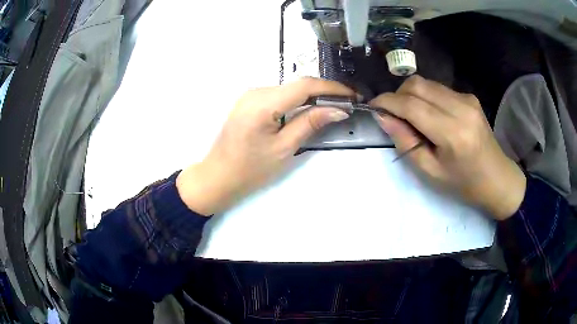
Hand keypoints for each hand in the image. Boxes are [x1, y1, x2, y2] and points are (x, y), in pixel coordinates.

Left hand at [176, 78, 353, 215]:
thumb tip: (338, 109)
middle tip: (346, 103)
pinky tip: (309, 109)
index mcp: (263, 103)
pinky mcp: (249, 101)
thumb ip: (310, 123)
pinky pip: (279, 95)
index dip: (332, 87)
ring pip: (289, 89)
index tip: (352, 95)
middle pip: (297, 84)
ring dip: (312, 95)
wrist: (218, 176)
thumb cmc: (250, 169)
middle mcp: (256, 91)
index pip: (305, 85)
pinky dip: (297, 100)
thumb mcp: (284, 148)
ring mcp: (251, 95)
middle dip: (324, 91)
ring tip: (332, 106)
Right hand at [370, 75, 525, 219]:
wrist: (497, 178)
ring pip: (426, 83)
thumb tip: (383, 117)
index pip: (411, 105)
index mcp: (452, 133)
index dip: (387, 102)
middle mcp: (461, 107)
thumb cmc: (464, 183)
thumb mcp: (430, 172)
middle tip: (394, 115)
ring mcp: (467, 98)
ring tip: (412, 118)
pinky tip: (431, 115)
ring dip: (411, 95)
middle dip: (398, 95)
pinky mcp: (469, 96)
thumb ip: (406, 142)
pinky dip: (426, 97)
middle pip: (417, 84)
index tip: (373, 106)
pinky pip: (438, 88)